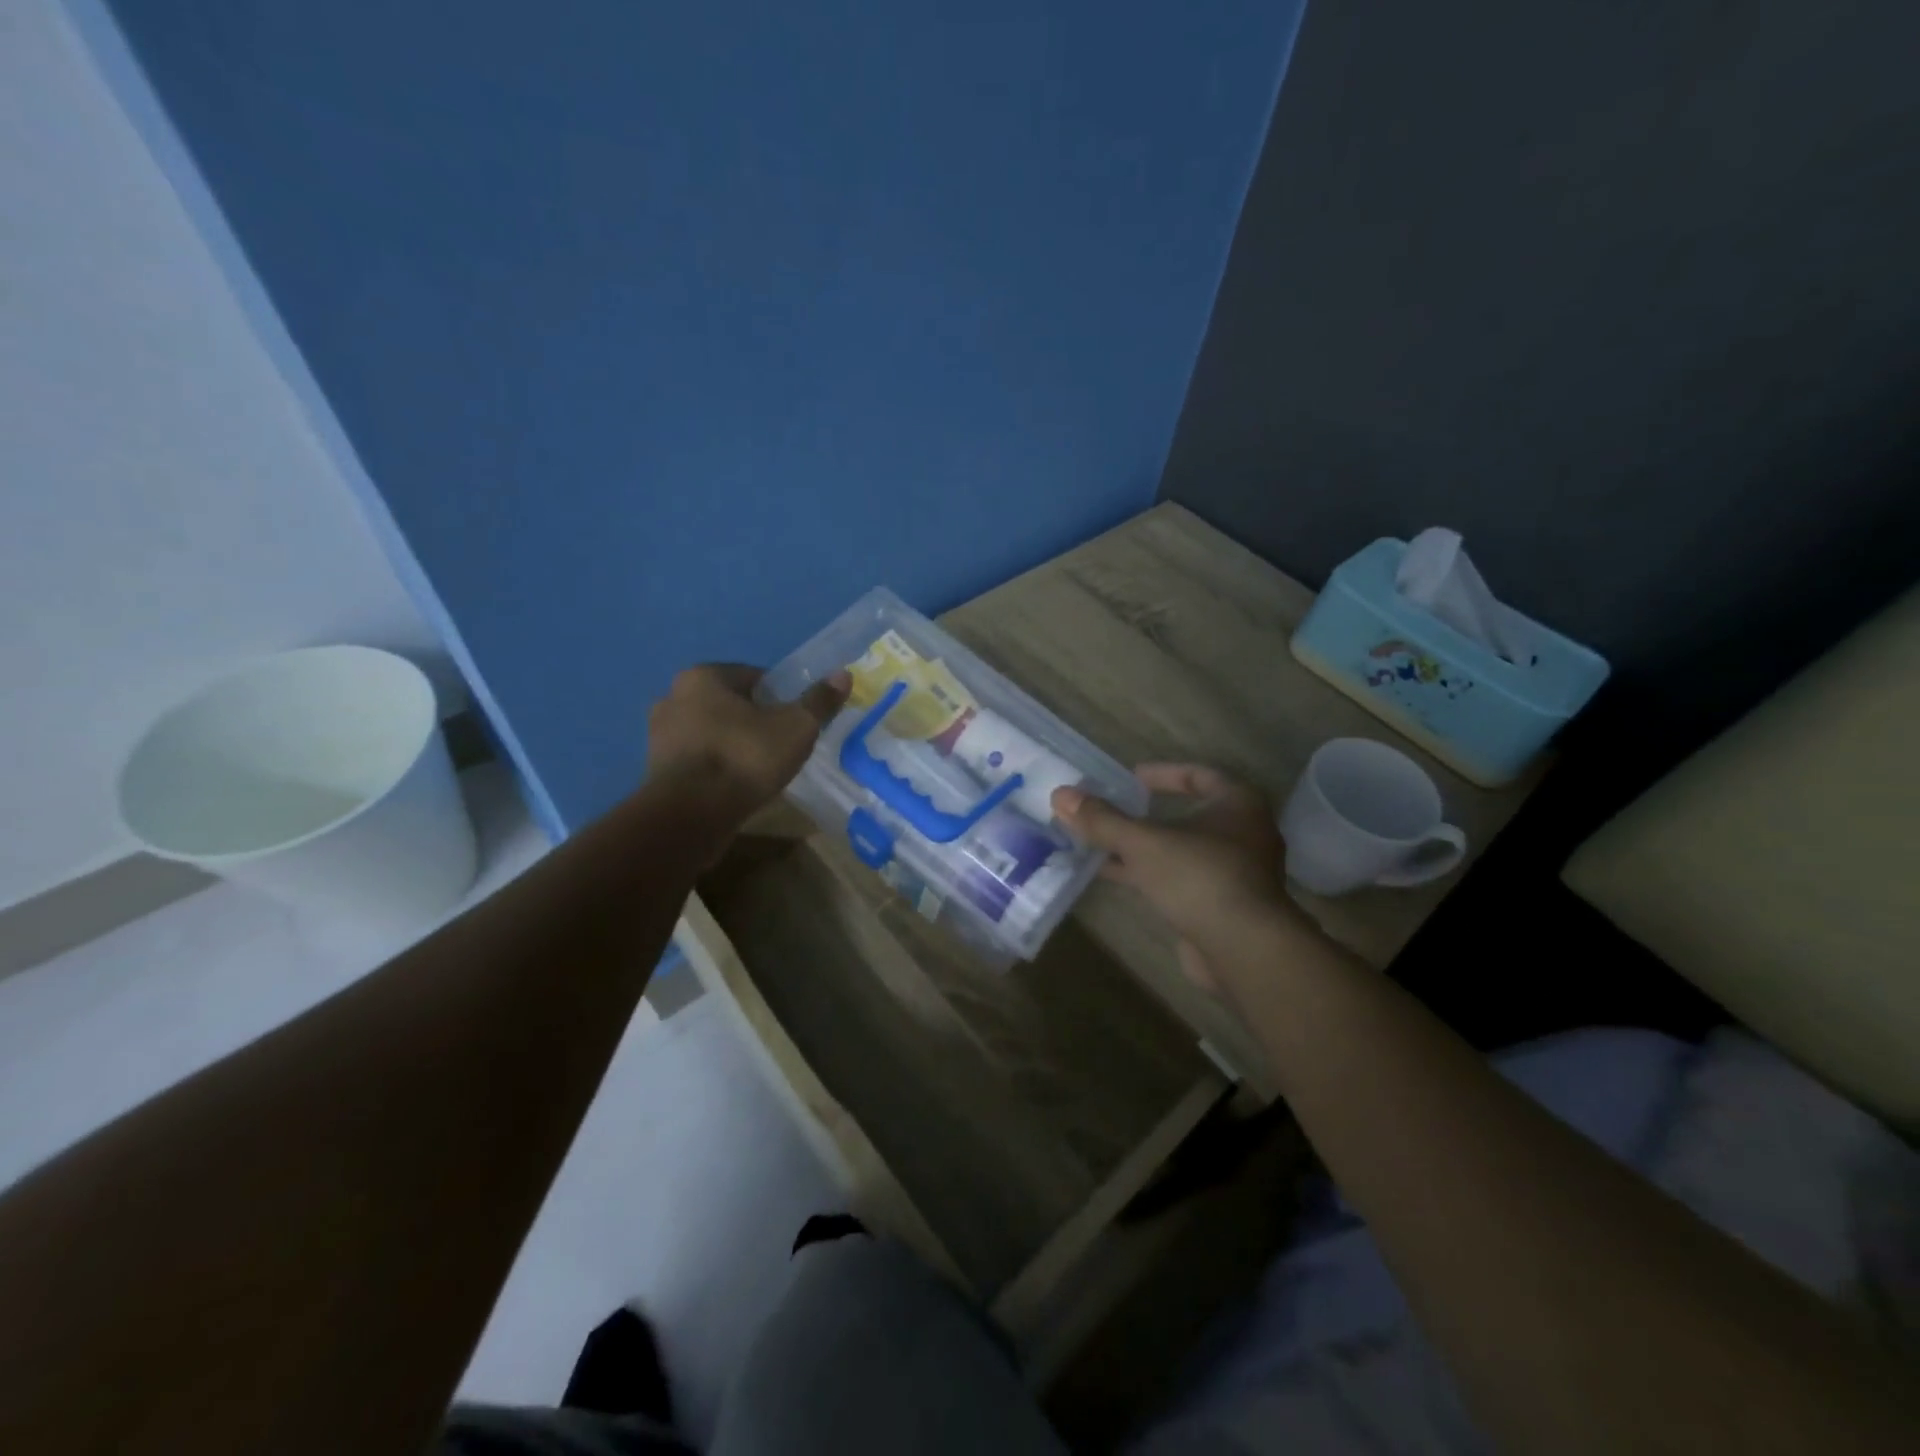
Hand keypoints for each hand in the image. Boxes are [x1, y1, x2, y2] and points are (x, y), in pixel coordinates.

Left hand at [647, 665, 849, 828]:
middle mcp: (673, 696)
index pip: (753, 676)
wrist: (692, 814)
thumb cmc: (745, 757)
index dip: (780, 697)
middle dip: (754, 720)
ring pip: (711, 731)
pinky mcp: (656, 768)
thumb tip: (843, 674)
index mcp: (703, 676)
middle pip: (729, 704)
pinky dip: (717, 766)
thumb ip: (818, 701)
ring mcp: (659, 734)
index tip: (795, 721)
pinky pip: (698, 758)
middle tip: (781, 745)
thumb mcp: (796, 727)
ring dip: (733, 744)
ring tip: (760, 769)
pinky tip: (736, 785)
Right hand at [1053, 765, 1289, 990]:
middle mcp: (1245, 834)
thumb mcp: (1143, 842)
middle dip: (1147, 816)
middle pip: (1190, 815)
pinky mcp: (1225, 906)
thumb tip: (1060, 795)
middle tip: (1112, 812)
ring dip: (1145, 848)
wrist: (1243, 949)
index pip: (1200, 775)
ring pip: (1183, 851)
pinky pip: (1183, 880)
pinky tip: (1117, 877)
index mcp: (1239, 804)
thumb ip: (1102, 820)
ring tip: (1102, 844)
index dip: (1163, 774)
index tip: (1130, 778)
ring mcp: (1238, 873)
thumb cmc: (1199, 877)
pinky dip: (1152, 875)